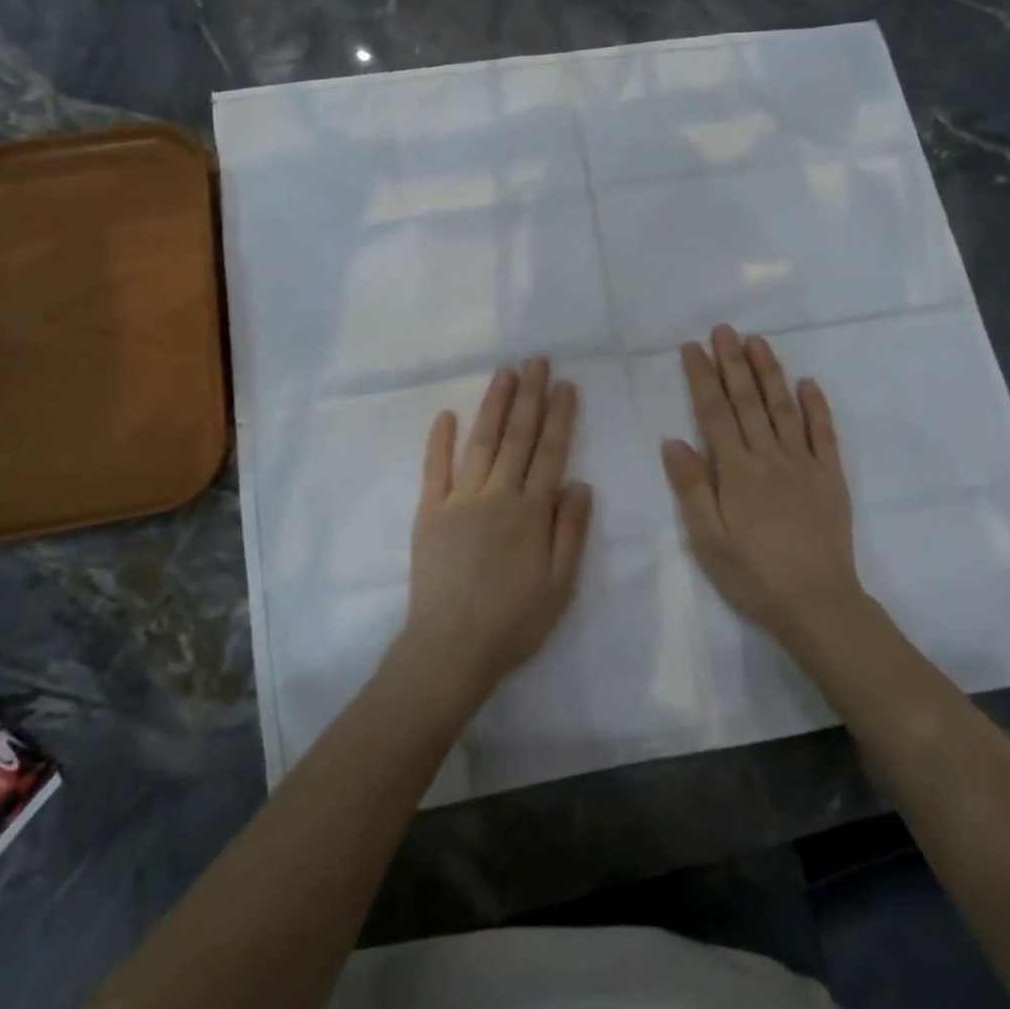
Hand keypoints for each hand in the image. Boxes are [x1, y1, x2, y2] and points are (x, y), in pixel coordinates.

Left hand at [404, 358, 593, 703]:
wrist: (451, 647)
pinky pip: (435, 468)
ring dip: (494, 405)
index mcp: (531, 511)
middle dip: (529, 396)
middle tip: (536, 361)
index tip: (565, 384)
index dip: (559, 417)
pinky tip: (447, 414)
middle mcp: (497, 495)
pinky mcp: (429, 512)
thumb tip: (580, 482)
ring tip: (505, 373)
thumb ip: (571, 529)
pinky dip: (440, 440)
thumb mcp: (560, 583)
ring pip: (481, 442)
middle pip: (517, 436)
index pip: (550, 452)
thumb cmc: (514, 620)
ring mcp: (459, 500)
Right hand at [661, 325, 863, 649]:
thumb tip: (673, 440)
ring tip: (757, 341)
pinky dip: (816, 406)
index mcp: (736, 471)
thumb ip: (690, 488)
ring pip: (784, 408)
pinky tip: (808, 382)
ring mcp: (804, 464)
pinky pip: (825, 434)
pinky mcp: (830, 477)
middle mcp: (770, 457)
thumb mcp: (708, 540)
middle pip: (748, 401)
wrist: (818, 605)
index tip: (693, 347)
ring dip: (769, 372)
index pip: (715, 413)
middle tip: (723, 329)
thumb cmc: (754, 576)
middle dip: (733, 362)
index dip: (702, 378)